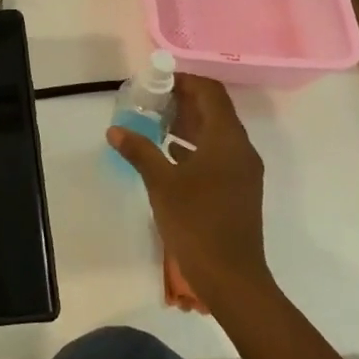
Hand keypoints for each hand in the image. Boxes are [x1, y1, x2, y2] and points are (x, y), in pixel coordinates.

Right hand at [108, 74, 270, 308]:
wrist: (231, 278)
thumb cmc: (197, 223)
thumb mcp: (161, 183)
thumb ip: (139, 151)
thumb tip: (115, 130)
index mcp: (227, 140)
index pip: (210, 92)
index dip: (185, 81)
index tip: (156, 81)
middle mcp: (241, 149)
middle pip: (214, 110)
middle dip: (183, 101)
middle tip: (149, 101)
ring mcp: (243, 171)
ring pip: (216, 133)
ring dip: (188, 123)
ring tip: (154, 123)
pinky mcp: (238, 189)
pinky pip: (217, 153)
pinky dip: (194, 146)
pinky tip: (168, 153)